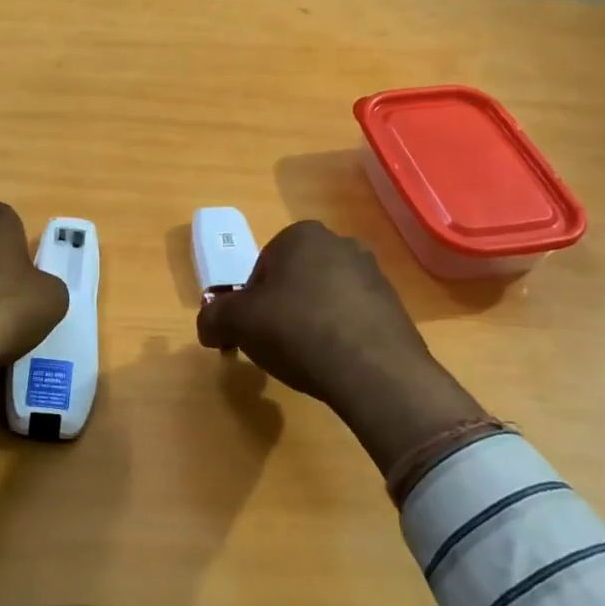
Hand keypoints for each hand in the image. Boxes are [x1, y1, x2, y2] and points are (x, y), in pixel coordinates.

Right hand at [196, 221, 491, 474]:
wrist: (373, 370)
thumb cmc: (297, 330)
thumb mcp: (237, 323)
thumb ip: (213, 318)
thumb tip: (209, 327)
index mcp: (302, 235)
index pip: (262, 266)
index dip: (251, 301)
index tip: (252, 330)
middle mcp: (341, 243)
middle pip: (295, 279)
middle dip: (283, 308)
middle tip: (276, 343)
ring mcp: (373, 274)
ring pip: (325, 297)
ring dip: (313, 321)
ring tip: (308, 358)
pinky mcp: (395, 306)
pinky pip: (353, 318)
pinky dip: (341, 336)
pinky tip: (336, 363)